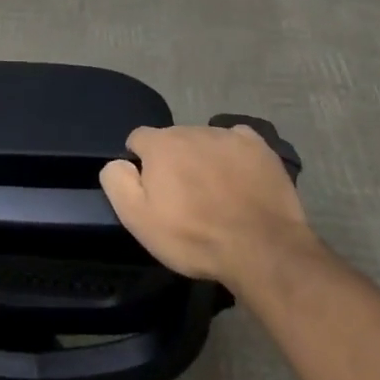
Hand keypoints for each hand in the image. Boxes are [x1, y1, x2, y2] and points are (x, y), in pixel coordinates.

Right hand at [99, 124, 315, 291]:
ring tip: (216, 193)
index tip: (152, 191)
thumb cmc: (193, 237)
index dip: (141, 163)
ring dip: (203, 159)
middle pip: (173, 140)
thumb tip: (118, 162)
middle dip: (174, 161)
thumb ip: (118, 182)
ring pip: (204, 141)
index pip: (138, 139)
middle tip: (185, 198)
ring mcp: (228, 135)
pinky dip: (234, 156)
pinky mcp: (259, 147)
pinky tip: (240, 179)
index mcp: (160, 144)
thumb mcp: (138, 219)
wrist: (261, 249)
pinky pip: (237, 141)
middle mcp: (191, 129)